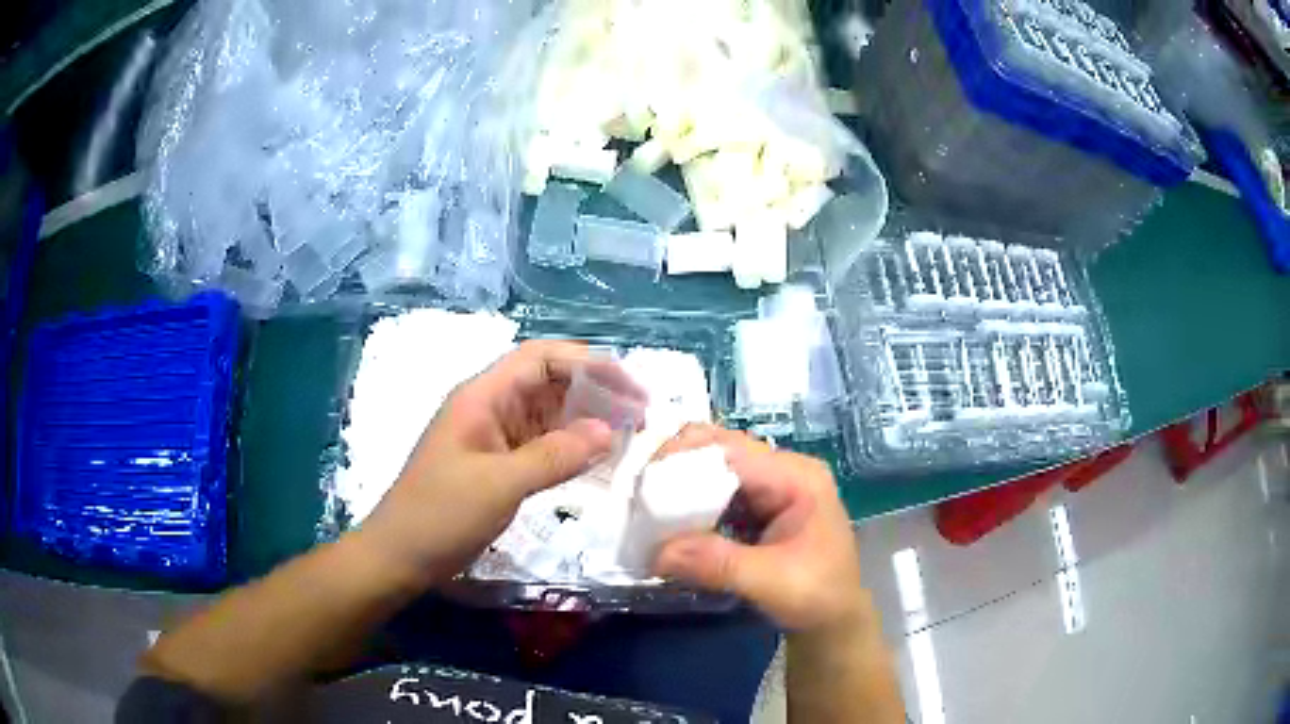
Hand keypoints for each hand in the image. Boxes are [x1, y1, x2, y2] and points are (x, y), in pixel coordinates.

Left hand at [357, 340, 620, 588]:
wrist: (401, 556)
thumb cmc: (441, 514)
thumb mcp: (499, 485)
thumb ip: (555, 455)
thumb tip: (609, 431)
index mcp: (482, 396)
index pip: (540, 358)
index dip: (587, 362)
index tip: (628, 386)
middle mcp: (490, 407)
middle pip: (549, 382)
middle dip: (595, 390)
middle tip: (639, 414)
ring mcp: (494, 437)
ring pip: (549, 414)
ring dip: (587, 420)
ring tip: (628, 435)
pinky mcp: (498, 464)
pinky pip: (543, 445)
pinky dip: (572, 448)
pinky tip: (598, 460)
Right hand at [652, 424, 866, 633]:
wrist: (834, 621)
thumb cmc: (816, 597)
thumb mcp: (770, 582)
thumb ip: (717, 564)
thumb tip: (657, 553)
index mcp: (797, 477)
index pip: (732, 450)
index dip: (684, 459)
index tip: (643, 485)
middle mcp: (784, 471)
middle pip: (720, 450)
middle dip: (677, 468)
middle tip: (639, 496)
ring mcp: (771, 487)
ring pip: (714, 469)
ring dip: (679, 486)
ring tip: (646, 510)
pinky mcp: (759, 506)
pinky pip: (716, 492)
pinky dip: (690, 504)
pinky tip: (668, 523)